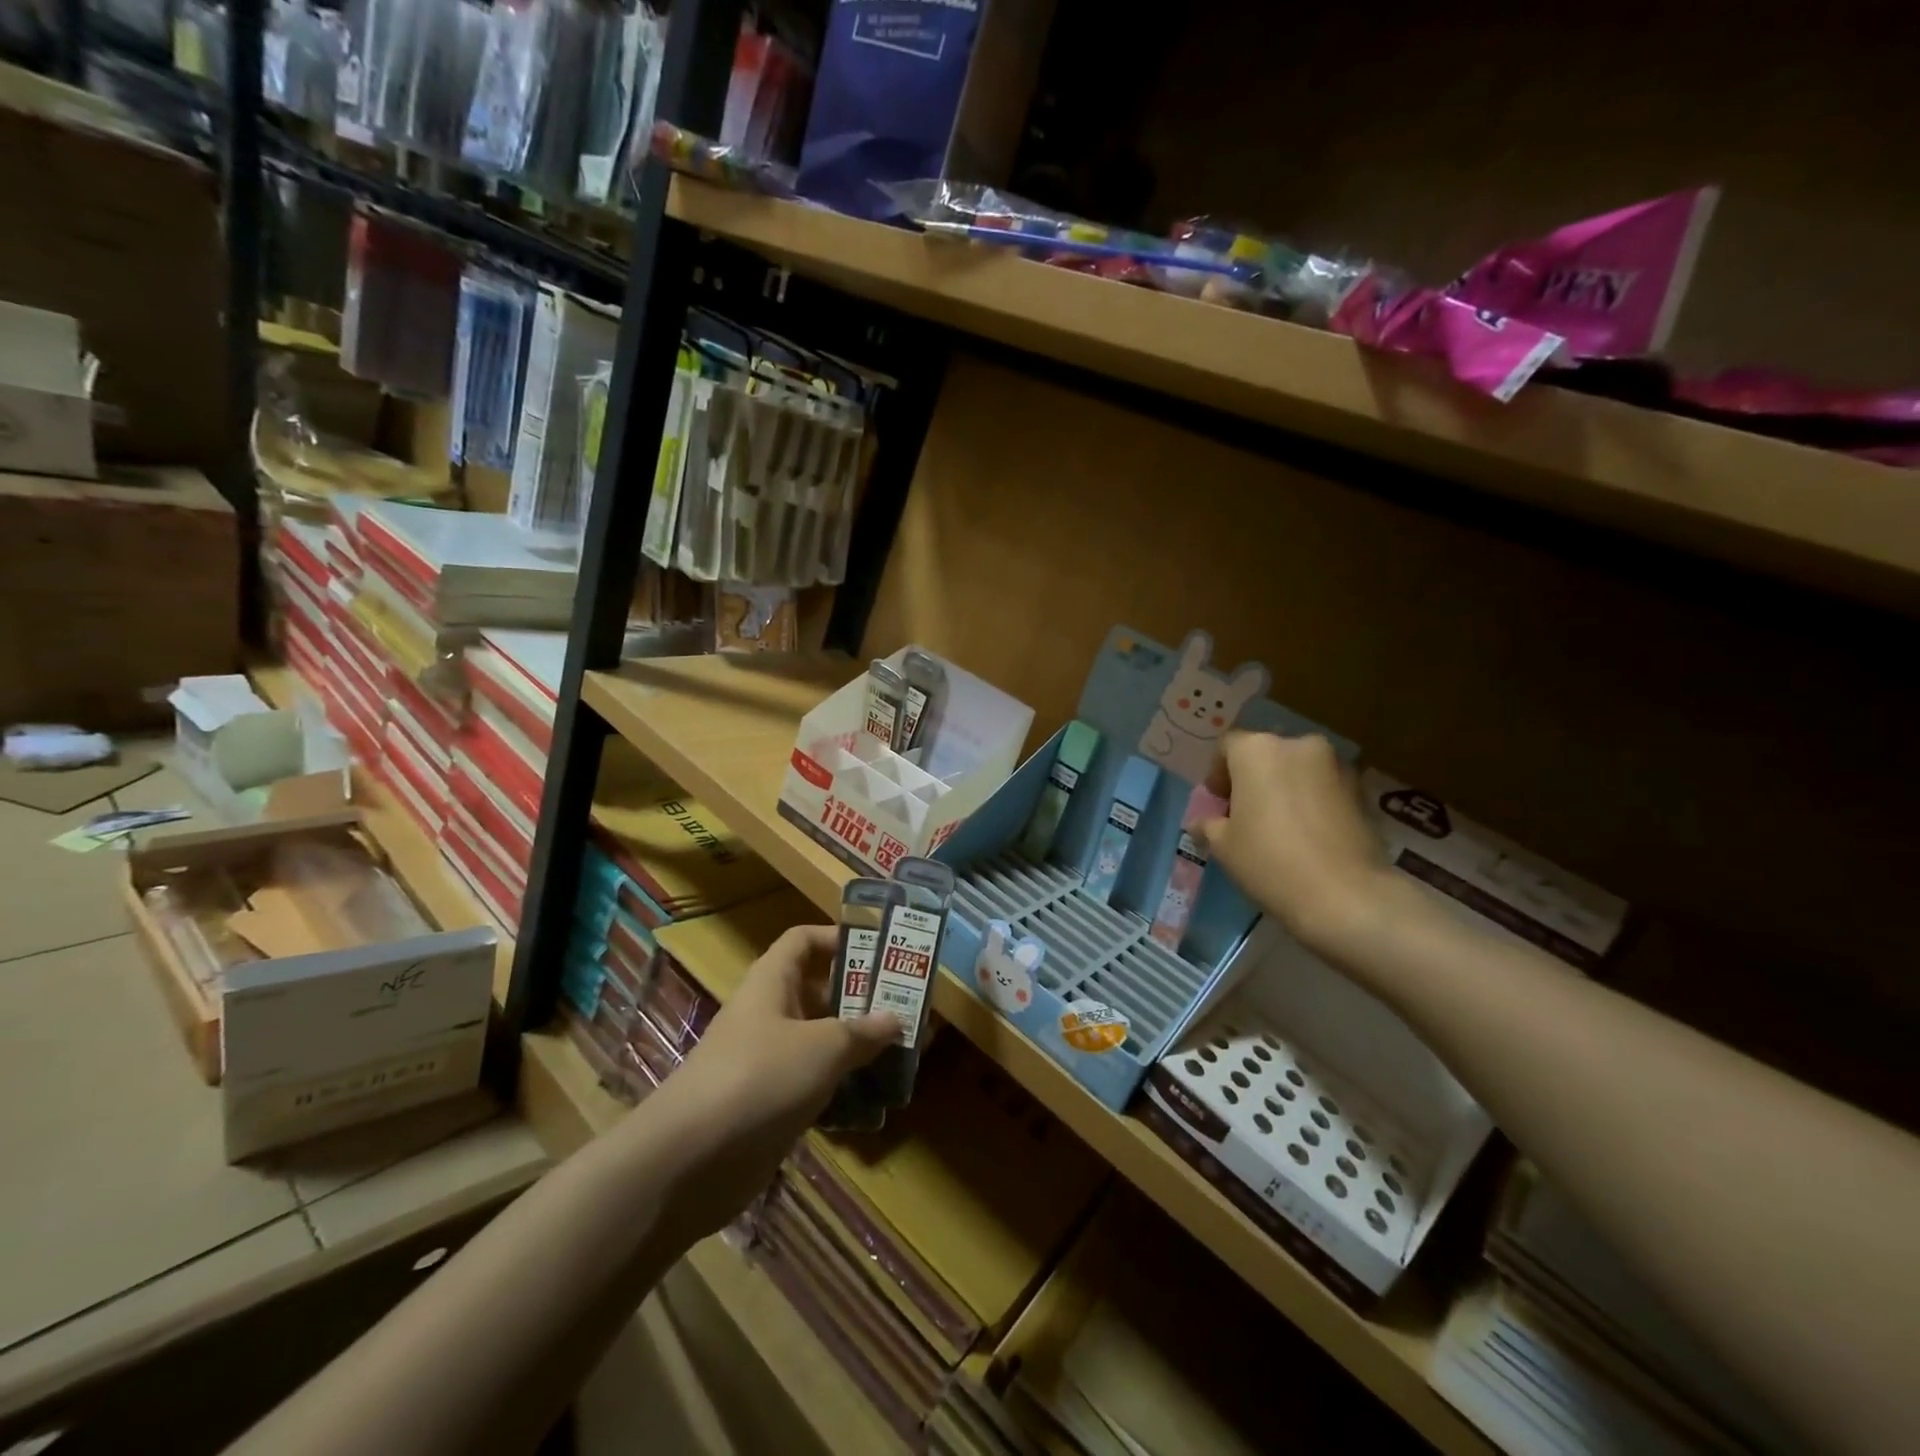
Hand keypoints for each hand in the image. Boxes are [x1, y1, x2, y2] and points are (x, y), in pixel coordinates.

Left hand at [650, 924, 897, 1236]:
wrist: (689, 1161)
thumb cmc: (760, 1078)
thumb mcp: (823, 1047)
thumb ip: (862, 1031)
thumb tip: (895, 1019)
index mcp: (772, 983)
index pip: (803, 941)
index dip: (838, 937)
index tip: (880, 950)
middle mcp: (768, 1015)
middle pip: (818, 992)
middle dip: (860, 998)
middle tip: (905, 1006)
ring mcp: (767, 1061)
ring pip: (819, 1042)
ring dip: (855, 1047)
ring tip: (900, 1054)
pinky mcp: (769, 1105)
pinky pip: (813, 1084)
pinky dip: (841, 1088)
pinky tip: (874, 1102)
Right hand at [1196, 732, 1394, 954]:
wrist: (1346, 895)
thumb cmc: (1269, 861)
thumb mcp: (1223, 846)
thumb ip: (1209, 825)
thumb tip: (1202, 823)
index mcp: (1257, 750)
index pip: (1228, 747)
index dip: (1218, 773)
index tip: (1218, 802)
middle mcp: (1298, 746)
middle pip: (1266, 755)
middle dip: (1253, 779)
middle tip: (1245, 814)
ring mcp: (1335, 766)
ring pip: (1298, 770)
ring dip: (1285, 789)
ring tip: (1278, 827)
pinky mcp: (1361, 791)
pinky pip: (1324, 788)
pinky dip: (1312, 802)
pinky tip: (1307, 836)